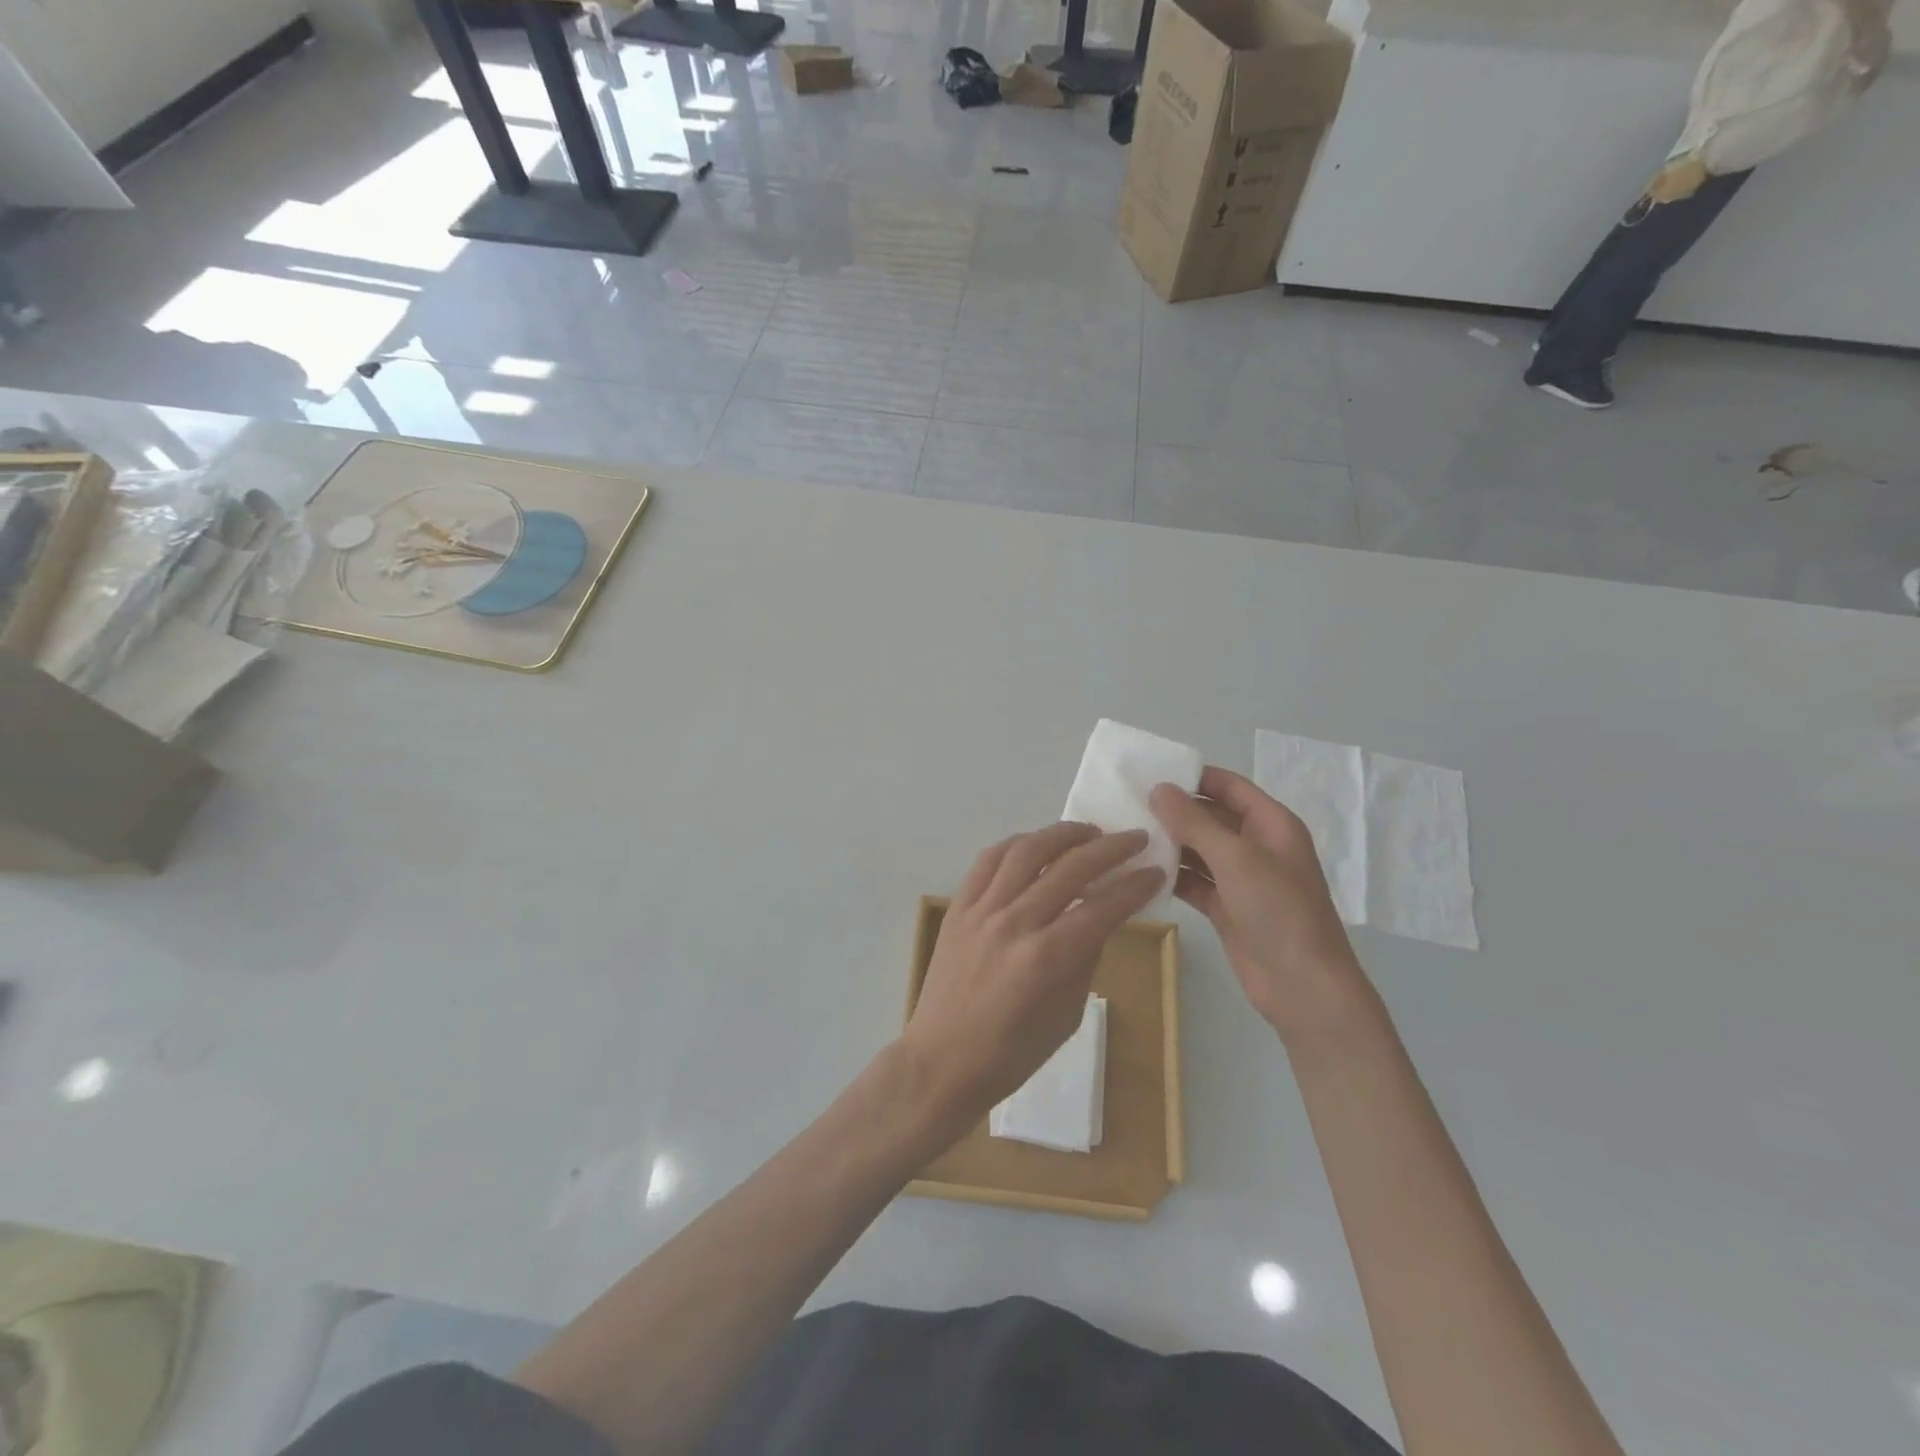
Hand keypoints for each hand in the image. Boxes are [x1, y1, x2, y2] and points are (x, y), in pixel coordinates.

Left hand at [901, 823, 1163, 1124]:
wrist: (942, 1060)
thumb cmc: (1012, 1053)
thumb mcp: (1067, 1015)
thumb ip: (1085, 959)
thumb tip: (1100, 918)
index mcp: (1048, 957)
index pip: (1103, 907)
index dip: (1135, 886)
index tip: (1156, 871)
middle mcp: (1016, 922)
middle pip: (1071, 867)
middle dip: (1111, 848)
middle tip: (1135, 839)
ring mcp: (983, 910)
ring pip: (1027, 851)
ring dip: (1063, 834)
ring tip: (1088, 832)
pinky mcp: (959, 906)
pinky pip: (988, 860)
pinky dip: (1017, 844)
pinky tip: (1036, 844)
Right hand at [1151, 768, 1368, 1043]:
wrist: (1303, 986)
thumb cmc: (1278, 910)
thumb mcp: (1235, 858)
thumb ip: (1194, 822)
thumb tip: (1159, 789)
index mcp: (1270, 824)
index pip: (1228, 786)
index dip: (1193, 776)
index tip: (1148, 772)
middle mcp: (1256, 846)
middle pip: (1210, 817)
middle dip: (1174, 811)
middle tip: (1126, 805)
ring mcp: (1241, 879)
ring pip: (1199, 850)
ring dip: (1169, 844)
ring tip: (1126, 835)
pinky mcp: (1227, 908)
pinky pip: (1194, 882)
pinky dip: (1172, 876)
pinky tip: (1140, 871)